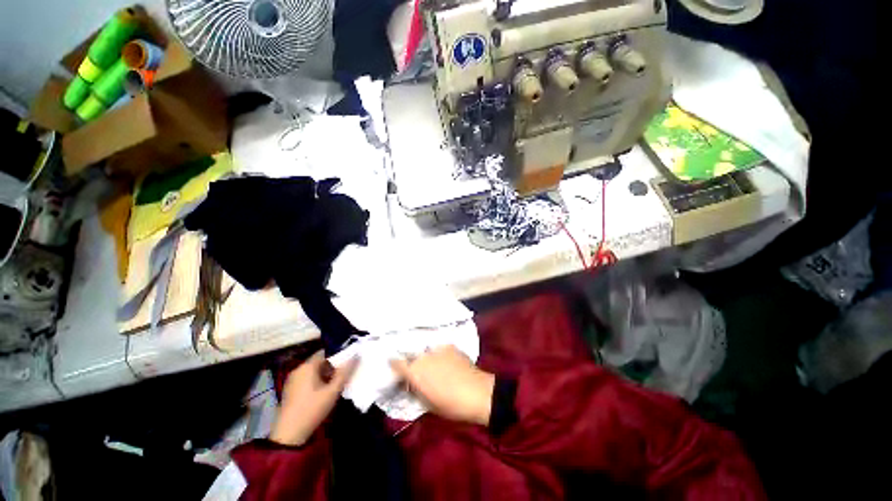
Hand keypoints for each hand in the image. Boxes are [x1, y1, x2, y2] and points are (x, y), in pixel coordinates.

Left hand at [270, 351, 357, 445]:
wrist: (288, 435)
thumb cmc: (312, 409)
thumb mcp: (332, 391)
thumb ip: (345, 372)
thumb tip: (356, 356)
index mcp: (307, 366)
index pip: (326, 351)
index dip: (338, 354)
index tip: (349, 361)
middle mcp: (298, 369)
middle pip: (320, 361)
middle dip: (333, 365)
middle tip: (345, 373)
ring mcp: (292, 380)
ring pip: (313, 370)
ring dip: (326, 374)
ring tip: (337, 382)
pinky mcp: (291, 390)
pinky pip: (307, 378)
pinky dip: (317, 380)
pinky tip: (324, 391)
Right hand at [390, 346, 494, 425]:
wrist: (477, 392)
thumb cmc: (451, 404)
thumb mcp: (427, 403)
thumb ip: (415, 390)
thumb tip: (409, 384)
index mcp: (414, 372)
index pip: (396, 362)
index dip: (394, 364)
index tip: (395, 368)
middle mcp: (422, 357)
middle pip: (411, 355)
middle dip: (411, 361)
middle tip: (418, 370)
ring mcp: (437, 349)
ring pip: (425, 351)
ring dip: (426, 357)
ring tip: (434, 365)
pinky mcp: (449, 345)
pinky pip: (439, 349)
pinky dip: (439, 354)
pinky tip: (446, 361)